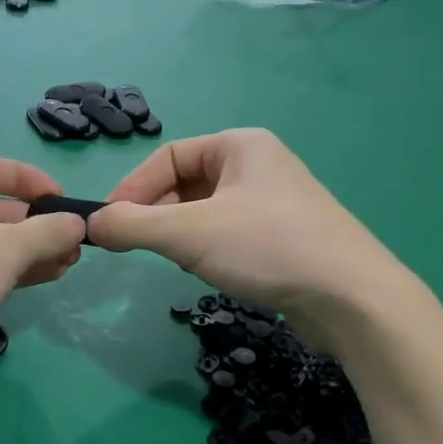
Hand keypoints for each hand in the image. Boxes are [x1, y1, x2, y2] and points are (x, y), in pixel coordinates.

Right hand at [88, 129, 417, 352]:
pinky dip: (207, 248)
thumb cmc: (267, 247)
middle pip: (184, 183)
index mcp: (239, 145)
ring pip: (204, 211)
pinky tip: (210, 271)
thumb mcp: (189, 233)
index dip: (132, 189)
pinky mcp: (283, 236)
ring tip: (176, 260)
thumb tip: (90, 224)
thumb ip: (133, 225)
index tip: (108, 224)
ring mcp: (273, 201)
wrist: (352, 298)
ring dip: (179, 234)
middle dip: (156, 215)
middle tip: (135, 247)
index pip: (166, 157)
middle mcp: (258, 164)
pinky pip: (227, 233)